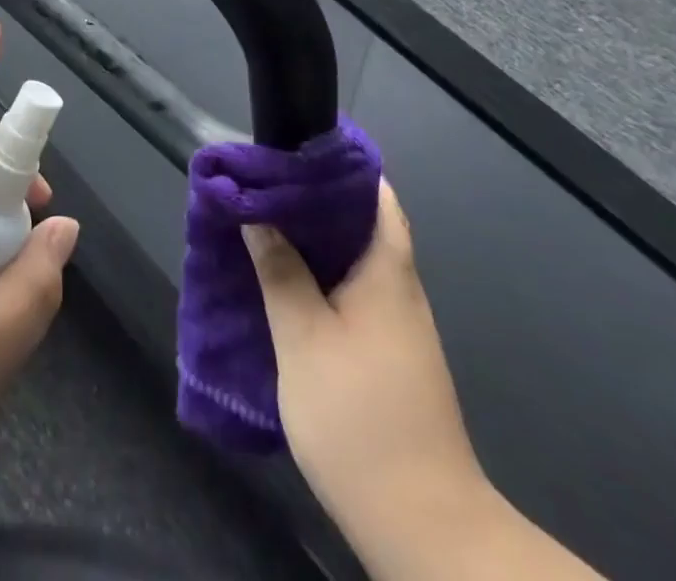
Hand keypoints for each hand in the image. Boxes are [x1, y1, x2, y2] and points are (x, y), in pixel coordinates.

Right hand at [244, 182, 487, 542]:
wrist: (420, 524)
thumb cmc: (359, 416)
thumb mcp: (303, 337)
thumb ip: (279, 270)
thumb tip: (256, 214)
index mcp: (387, 273)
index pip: (375, 196)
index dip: (337, 167)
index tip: (291, 152)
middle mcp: (399, 290)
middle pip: (361, 223)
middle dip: (311, 200)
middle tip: (260, 186)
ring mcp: (397, 326)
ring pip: (353, 259)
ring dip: (311, 239)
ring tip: (260, 223)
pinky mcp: (387, 355)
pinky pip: (351, 292)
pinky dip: (317, 274)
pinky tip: (282, 281)